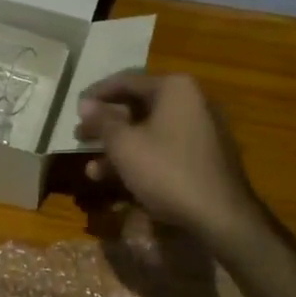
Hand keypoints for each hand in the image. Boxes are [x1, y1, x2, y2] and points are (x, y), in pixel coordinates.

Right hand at [75, 71, 261, 243]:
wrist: (221, 216)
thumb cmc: (167, 171)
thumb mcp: (124, 145)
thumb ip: (102, 121)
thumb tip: (85, 103)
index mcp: (174, 88)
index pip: (125, 81)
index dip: (96, 95)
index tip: (74, 109)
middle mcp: (191, 101)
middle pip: (137, 106)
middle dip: (106, 125)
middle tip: (80, 136)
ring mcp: (201, 129)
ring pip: (149, 131)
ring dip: (119, 147)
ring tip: (92, 167)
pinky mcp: (204, 155)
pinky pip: (164, 148)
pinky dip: (141, 158)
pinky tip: (117, 180)